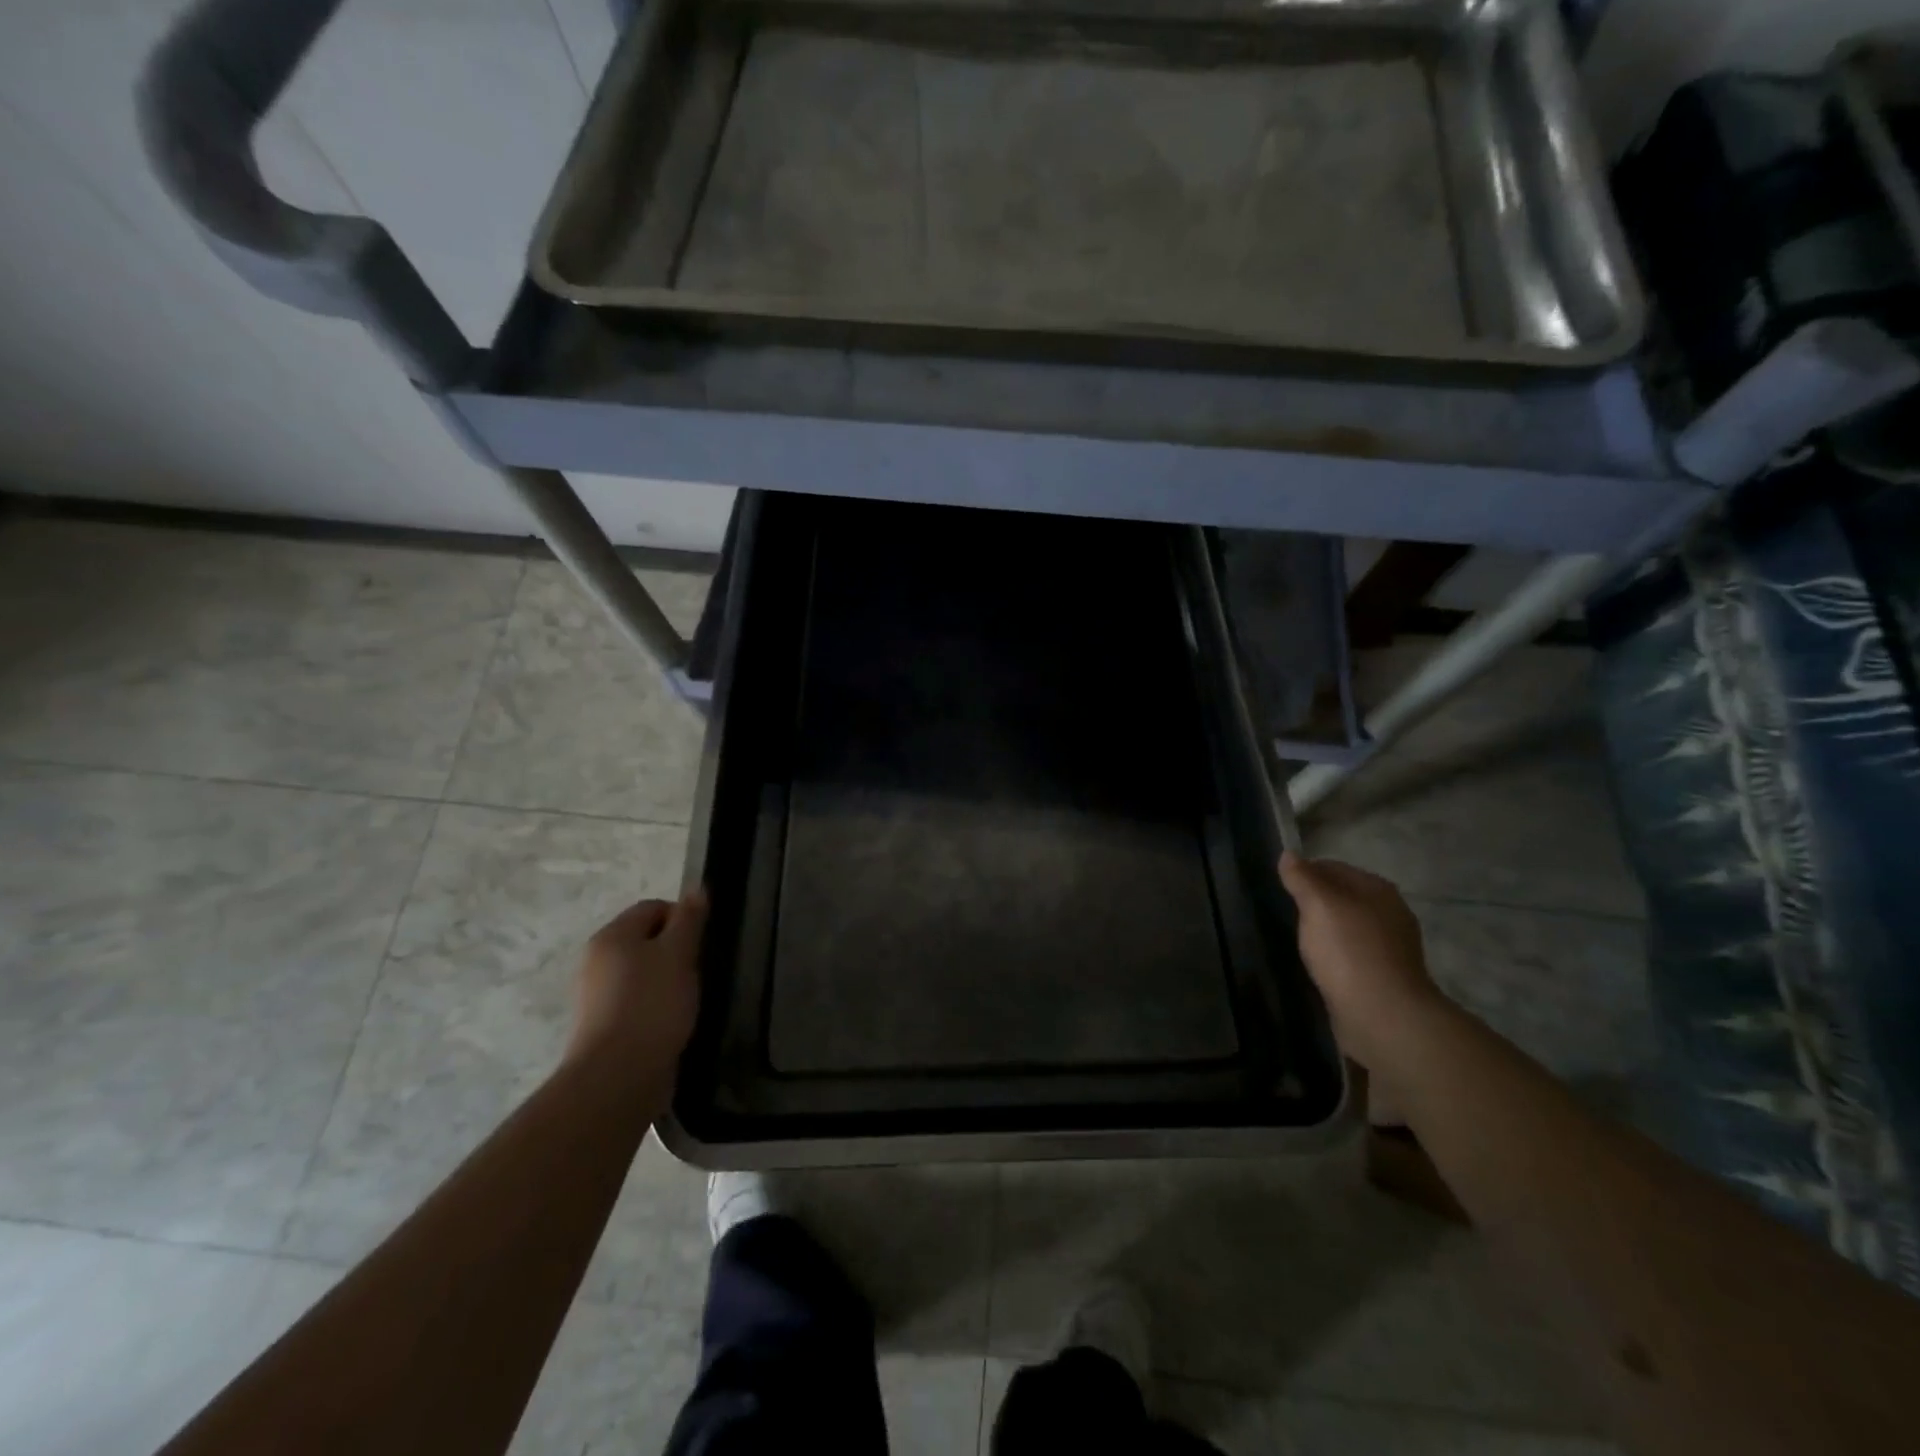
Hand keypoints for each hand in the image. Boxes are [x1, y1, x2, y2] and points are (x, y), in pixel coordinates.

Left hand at [566, 888, 708, 1092]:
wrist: (617, 1076)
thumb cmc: (651, 1005)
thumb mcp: (678, 954)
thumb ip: (689, 920)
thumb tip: (696, 889)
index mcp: (612, 936)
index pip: (653, 907)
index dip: (682, 918)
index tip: (702, 943)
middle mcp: (597, 960)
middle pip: (645, 939)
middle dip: (675, 950)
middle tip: (698, 971)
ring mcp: (597, 996)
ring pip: (642, 972)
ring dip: (667, 980)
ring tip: (687, 999)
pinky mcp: (603, 1026)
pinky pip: (636, 1001)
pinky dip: (655, 1006)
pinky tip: (671, 1022)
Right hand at [1278, 851, 1443, 1071]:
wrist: (1383, 1016)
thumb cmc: (1349, 951)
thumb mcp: (1318, 904)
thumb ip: (1302, 878)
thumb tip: (1288, 854)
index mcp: (1378, 889)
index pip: (1334, 867)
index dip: (1305, 873)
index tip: (1280, 887)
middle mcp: (1389, 913)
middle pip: (1343, 897)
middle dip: (1315, 902)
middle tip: (1286, 913)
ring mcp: (1390, 947)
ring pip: (1347, 927)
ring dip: (1325, 930)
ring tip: (1299, 939)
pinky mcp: (1384, 977)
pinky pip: (1352, 954)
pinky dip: (1335, 955)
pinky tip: (1319, 964)